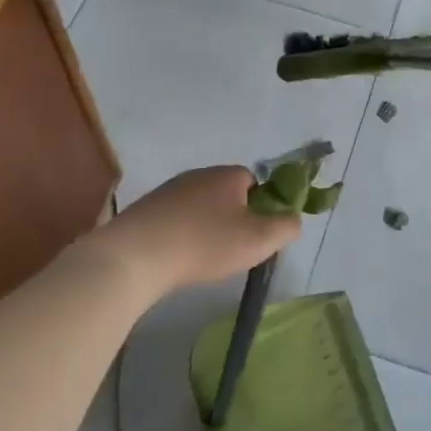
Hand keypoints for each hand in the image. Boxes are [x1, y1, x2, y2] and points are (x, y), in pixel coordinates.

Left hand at [99, 166, 302, 293]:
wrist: (136, 255)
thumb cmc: (205, 243)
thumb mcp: (259, 239)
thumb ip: (286, 227)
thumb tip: (293, 219)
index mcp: (228, 175)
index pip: (255, 182)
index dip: (261, 207)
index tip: (257, 234)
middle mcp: (199, 174)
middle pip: (227, 193)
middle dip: (234, 217)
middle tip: (234, 249)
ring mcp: (169, 189)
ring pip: (201, 206)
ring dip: (206, 227)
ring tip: (204, 257)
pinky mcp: (147, 209)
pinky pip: (176, 218)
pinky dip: (182, 234)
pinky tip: (179, 257)